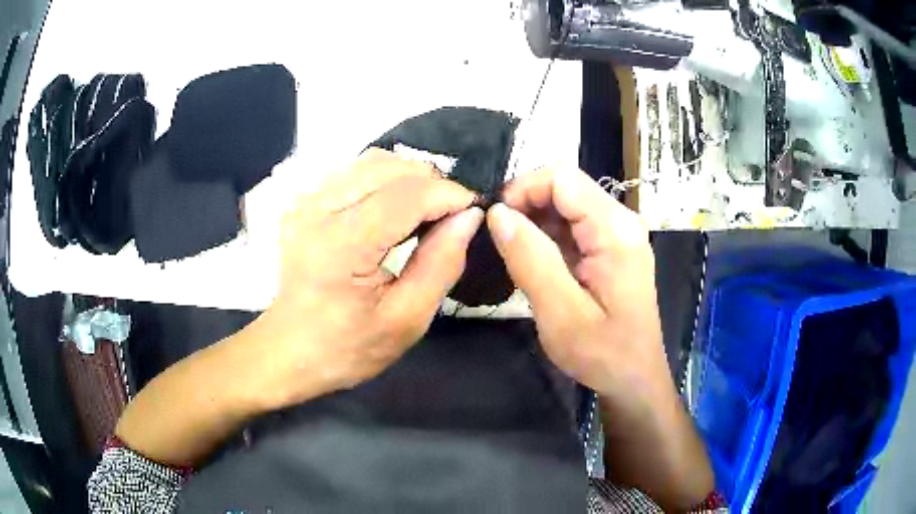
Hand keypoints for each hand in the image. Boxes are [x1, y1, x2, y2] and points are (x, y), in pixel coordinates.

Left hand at [246, 149, 482, 409]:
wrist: (289, 351)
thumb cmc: (347, 347)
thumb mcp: (406, 320)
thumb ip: (441, 264)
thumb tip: (469, 216)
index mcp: (342, 245)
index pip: (408, 195)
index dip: (449, 195)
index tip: (473, 212)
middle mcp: (319, 210)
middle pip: (390, 167)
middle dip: (432, 184)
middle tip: (451, 217)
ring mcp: (306, 202)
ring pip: (372, 163)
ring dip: (409, 180)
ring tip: (425, 212)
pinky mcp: (303, 202)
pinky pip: (353, 173)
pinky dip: (384, 182)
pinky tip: (393, 210)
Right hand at [487, 168, 665, 404]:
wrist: (634, 380)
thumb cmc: (602, 354)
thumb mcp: (561, 313)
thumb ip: (530, 259)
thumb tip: (498, 213)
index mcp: (615, 231)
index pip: (563, 178)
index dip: (523, 188)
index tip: (495, 219)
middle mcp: (621, 222)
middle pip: (566, 187)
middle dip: (526, 203)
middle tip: (498, 238)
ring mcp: (618, 234)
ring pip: (567, 205)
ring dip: (535, 220)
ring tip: (512, 252)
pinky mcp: (612, 248)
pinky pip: (574, 226)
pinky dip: (547, 236)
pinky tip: (533, 261)